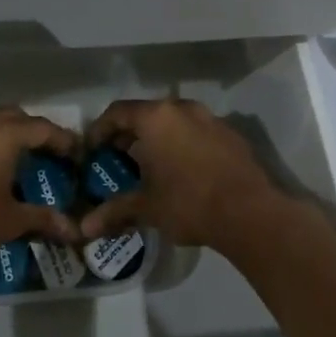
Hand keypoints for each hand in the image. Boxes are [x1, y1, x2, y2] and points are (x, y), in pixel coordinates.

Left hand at [0, 103, 81, 283]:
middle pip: (10, 114)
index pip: (41, 128)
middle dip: (31, 129)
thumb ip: (42, 219)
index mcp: (0, 135)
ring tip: (5, 146)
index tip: (76, 154)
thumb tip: (74, 230)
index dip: (62, 140)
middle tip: (45, 152)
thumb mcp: (8, 223)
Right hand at [77, 97, 287, 251]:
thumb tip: (85, 227)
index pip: (117, 112)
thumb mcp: (146, 207)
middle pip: (147, 114)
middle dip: (129, 135)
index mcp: (156, 118)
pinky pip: (197, 134)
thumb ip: (115, 211)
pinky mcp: (232, 136)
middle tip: (118, 160)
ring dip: (158, 140)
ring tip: (150, 168)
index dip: (100, 130)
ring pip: (174, 123)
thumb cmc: (188, 203)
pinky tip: (183, 173)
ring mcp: (211, 120)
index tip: (93, 150)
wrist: (249, 213)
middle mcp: (183, 109)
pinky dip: (183, 146)